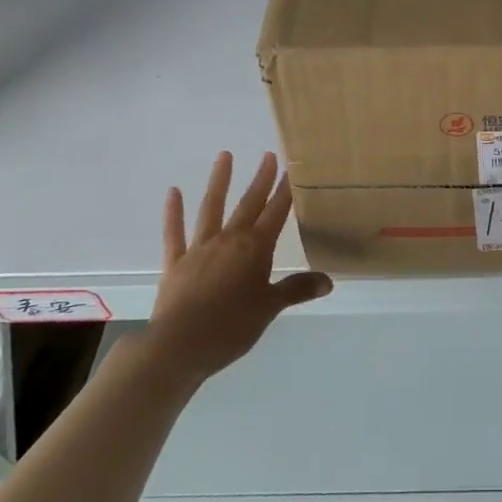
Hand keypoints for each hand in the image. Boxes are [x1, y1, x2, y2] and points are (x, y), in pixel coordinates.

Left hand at [143, 151, 331, 382]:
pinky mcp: (176, 263)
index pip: (276, 213)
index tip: (292, 170)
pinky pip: (175, 233)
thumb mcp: (270, 309)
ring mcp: (200, 248)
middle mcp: (229, 240)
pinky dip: (173, 213)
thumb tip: (328, 281)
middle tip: (269, 155)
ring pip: (212, 208)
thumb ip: (297, 290)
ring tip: (225, 155)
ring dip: (219, 182)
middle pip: (249, 204)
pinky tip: (173, 192)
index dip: (285, 192)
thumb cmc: (231, 328)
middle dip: (261, 180)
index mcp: (255, 249)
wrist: (179, 346)